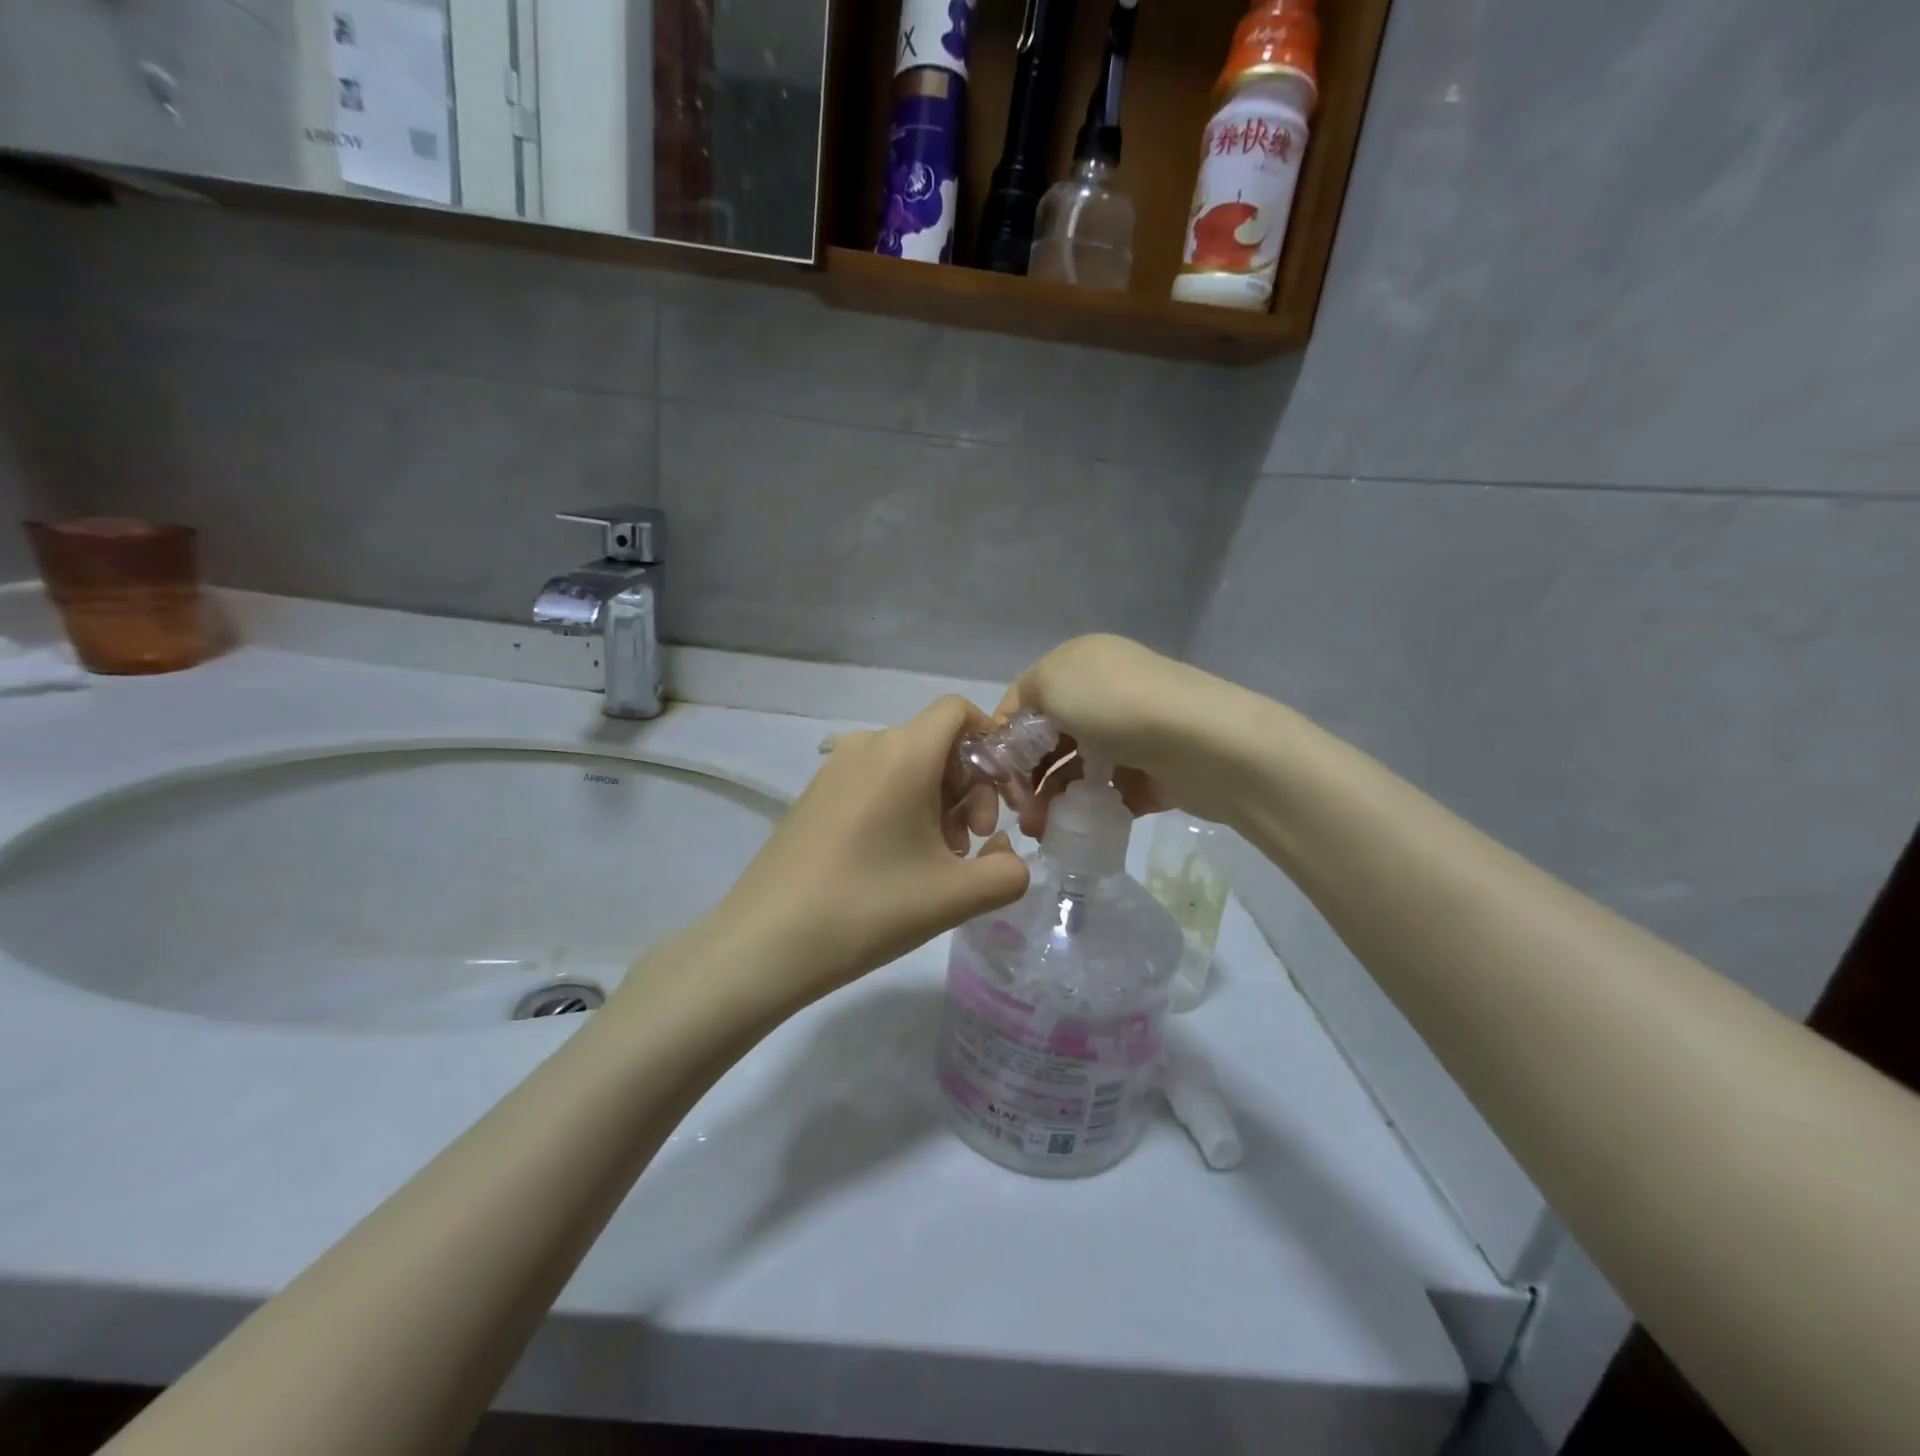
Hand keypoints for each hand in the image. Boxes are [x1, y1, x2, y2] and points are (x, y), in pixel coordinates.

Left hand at [709, 696, 1030, 1008]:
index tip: (1001, 798)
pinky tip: (896, 864)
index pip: (959, 711)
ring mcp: (834, 770)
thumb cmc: (868, 908)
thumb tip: (1006, 855)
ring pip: (907, 766)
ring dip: (937, 804)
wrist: (764, 943)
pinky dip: (901, 809)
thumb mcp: (956, 897)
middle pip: (937, 743)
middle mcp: (867, 745)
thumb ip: (1009, 872)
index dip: (992, 745)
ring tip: (937, 863)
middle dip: (969, 788)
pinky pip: (875, 783)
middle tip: (969, 845)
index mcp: (904, 752)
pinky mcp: (814, 796)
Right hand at [996, 635, 1255, 838]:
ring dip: (1053, 798)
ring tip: (1041, 828)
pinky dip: (1089, 809)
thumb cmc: (1115, 705)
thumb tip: (1019, 726)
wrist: (1202, 742)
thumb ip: (1024, 699)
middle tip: (1019, 810)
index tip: (995, 775)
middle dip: (1027, 775)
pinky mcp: (1152, 771)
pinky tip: (1075, 827)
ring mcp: (1130, 733)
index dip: (1005, 736)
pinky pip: (1110, 792)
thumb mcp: (1052, 682)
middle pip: (1050, 737)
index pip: (1026, 699)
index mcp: (1079, 663)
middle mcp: (1104, 693)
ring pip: (1077, 769)